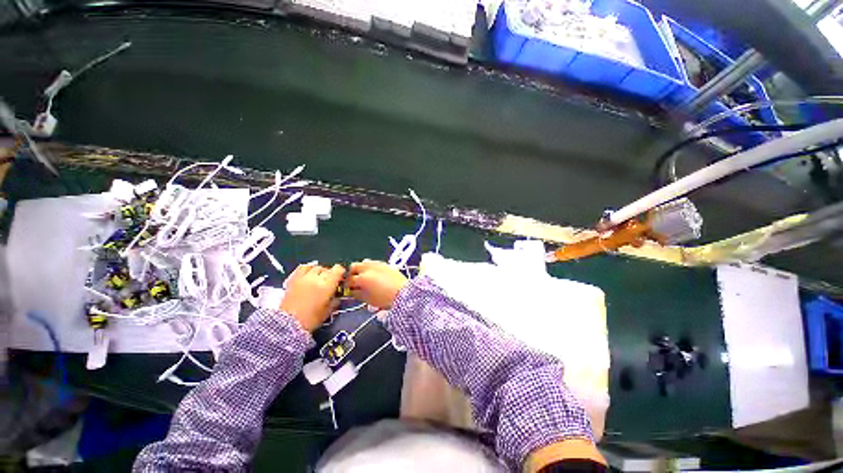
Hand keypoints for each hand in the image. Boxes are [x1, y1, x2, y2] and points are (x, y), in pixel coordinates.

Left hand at [280, 264, 345, 331]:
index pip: (338, 269)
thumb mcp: (328, 311)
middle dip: (330, 274)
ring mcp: (304, 277)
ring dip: (320, 271)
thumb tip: (337, 296)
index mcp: (327, 285)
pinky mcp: (293, 279)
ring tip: (319, 278)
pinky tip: (309, 275)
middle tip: (330, 283)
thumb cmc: (311, 319)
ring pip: (316, 267)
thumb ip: (335, 300)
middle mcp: (316, 278)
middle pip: (327, 269)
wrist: (288, 325)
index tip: (340, 279)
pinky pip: (303, 268)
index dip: (341, 272)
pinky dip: (308, 269)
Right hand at [347, 260, 407, 309]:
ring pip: (363, 262)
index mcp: (362, 278)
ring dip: (360, 269)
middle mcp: (368, 268)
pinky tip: (373, 275)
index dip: (346, 285)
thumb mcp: (368, 299)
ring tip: (363, 277)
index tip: (347, 289)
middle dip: (351, 274)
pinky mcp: (384, 263)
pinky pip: (372, 262)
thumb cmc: (385, 299)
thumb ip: (356, 294)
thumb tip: (350, 291)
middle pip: (353, 267)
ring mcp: (376, 264)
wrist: (404, 293)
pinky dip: (369, 267)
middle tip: (354, 282)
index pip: (348, 280)